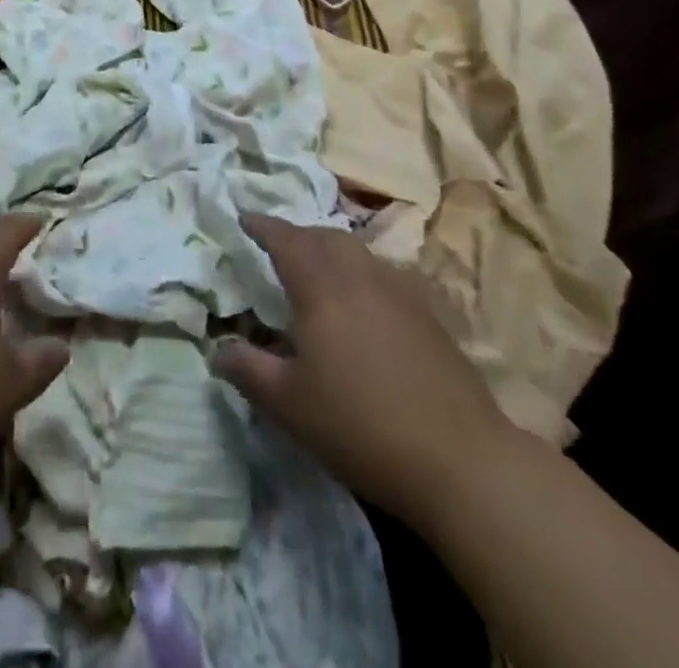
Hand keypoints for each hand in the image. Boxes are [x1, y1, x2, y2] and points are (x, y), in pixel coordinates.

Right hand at [214, 214, 514, 527]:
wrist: (460, 460)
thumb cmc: (360, 425)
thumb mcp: (288, 404)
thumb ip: (247, 369)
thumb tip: (218, 349)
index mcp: (321, 287)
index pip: (286, 240)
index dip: (263, 226)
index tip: (244, 217)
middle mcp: (360, 275)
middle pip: (324, 237)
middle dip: (297, 234)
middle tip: (277, 247)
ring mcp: (400, 292)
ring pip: (357, 251)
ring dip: (330, 250)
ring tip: (317, 271)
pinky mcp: (428, 315)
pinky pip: (383, 274)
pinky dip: (361, 273)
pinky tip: (362, 305)